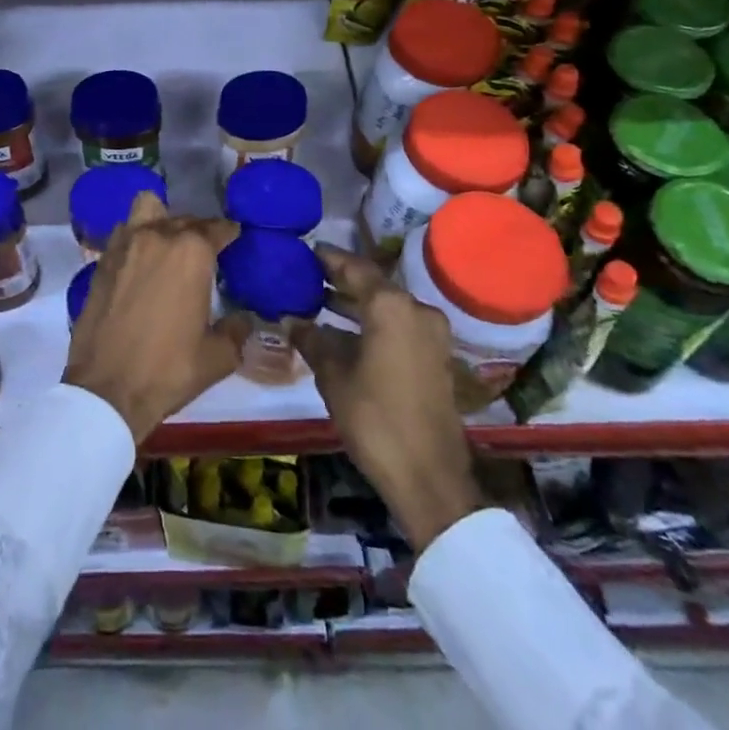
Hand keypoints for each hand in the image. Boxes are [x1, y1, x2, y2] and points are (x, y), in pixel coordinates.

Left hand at [63, 193, 247, 441]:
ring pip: (147, 210)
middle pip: (184, 219)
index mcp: (192, 253)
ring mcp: (125, 245)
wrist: (107, 389)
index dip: (229, 233)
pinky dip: (135, 238)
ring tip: (167, 245)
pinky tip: (140, 262)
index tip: (234, 239)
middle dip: (198, 231)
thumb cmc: (169, 370)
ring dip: (161, 220)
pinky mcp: (102, 260)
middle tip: (204, 253)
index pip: (217, 228)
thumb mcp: (218, 357)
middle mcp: (158, 236)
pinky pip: (124, 233)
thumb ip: (236, 330)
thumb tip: (243, 319)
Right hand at [292, 249, 482, 550]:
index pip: (354, 267)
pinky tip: (347, 332)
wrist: (429, 477)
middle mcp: (416, 309)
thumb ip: (313, 340)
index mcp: (391, 306)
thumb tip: (292, 320)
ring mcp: (432, 333)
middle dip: (341, 281)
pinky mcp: (436, 356)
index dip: (328, 259)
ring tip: (320, 301)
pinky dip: (374, 322)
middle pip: (373, 284)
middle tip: (307, 277)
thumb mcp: (334, 377)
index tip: (305, 251)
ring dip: (357, 303)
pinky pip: (400, 325)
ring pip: (387, 306)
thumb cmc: (375, 419)